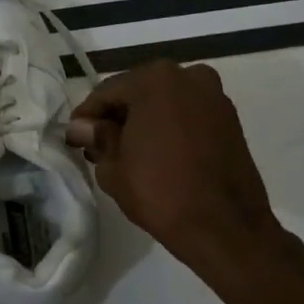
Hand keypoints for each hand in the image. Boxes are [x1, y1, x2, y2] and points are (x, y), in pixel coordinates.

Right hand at [66, 60, 284, 273]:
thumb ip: (97, 138)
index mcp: (155, 80)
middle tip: (98, 147)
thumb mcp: (113, 167)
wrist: (224, 226)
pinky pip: (188, 116)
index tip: (74, 139)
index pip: (107, 92)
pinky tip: (157, 154)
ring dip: (144, 121)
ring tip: (127, 153)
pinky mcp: (230, 119)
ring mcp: (214, 96)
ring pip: (165, 103)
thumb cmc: (160, 192)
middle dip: (117, 117)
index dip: (86, 117)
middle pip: (139, 92)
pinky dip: (169, 127)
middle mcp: (188, 76)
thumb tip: (81, 127)